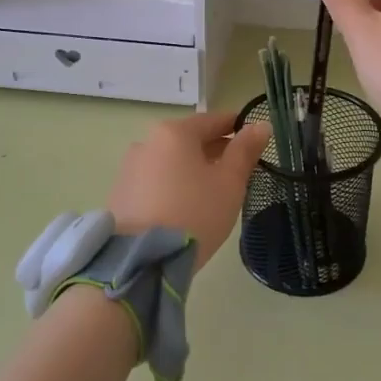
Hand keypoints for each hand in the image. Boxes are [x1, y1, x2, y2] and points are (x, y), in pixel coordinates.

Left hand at [106, 110, 271, 267]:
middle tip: (238, 168)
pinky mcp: (119, 194)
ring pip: (170, 161)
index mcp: (174, 133)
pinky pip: (155, 180)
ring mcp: (129, 168)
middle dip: (214, 150)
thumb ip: (245, 151)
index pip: (212, 120)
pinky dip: (172, 185)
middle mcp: (147, 142)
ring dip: (191, 169)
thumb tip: (260, 125)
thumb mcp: (229, 183)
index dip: (235, 126)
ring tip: (211, 192)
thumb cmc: (194, 214)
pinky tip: (184, 206)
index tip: (252, 136)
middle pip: (189, 140)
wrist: (140, 261)